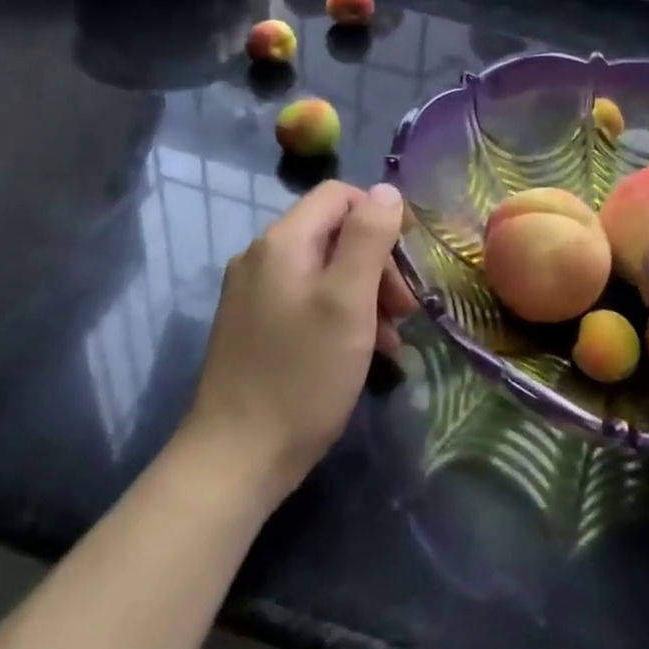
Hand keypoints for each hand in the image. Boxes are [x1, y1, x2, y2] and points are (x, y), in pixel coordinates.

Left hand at [186, 181, 413, 503]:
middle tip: (406, 308)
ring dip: (366, 294)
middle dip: (378, 263)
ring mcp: (254, 292)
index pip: (339, 195)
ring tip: (392, 338)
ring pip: (326, 270)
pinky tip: (365, 352)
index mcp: (283, 241)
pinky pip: (308, 300)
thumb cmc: (302, 375)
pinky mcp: (255, 325)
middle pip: (335, 234)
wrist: (237, 458)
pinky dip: (342, 315)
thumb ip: (368, 238)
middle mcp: (262, 256)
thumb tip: (386, 190)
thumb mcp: (348, 301)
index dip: (381, 215)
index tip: (410, 256)